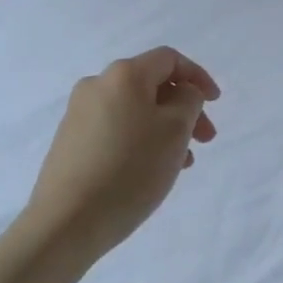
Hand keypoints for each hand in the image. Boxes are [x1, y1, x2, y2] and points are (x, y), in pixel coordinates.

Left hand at [31, 47, 220, 257]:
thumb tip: (181, 93)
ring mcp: (78, 114)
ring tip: (181, 162)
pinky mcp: (69, 142)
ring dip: (164, 128)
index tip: (216, 103)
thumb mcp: (176, 129)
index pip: (169, 59)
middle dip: (184, 108)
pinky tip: (151, 170)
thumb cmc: (130, 168)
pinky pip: (116, 129)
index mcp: (123, 74)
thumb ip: (189, 100)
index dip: (198, 76)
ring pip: (135, 110)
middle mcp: (96, 85)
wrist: (66, 223)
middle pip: (152, 85)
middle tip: (205, 139)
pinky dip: (140, 140)